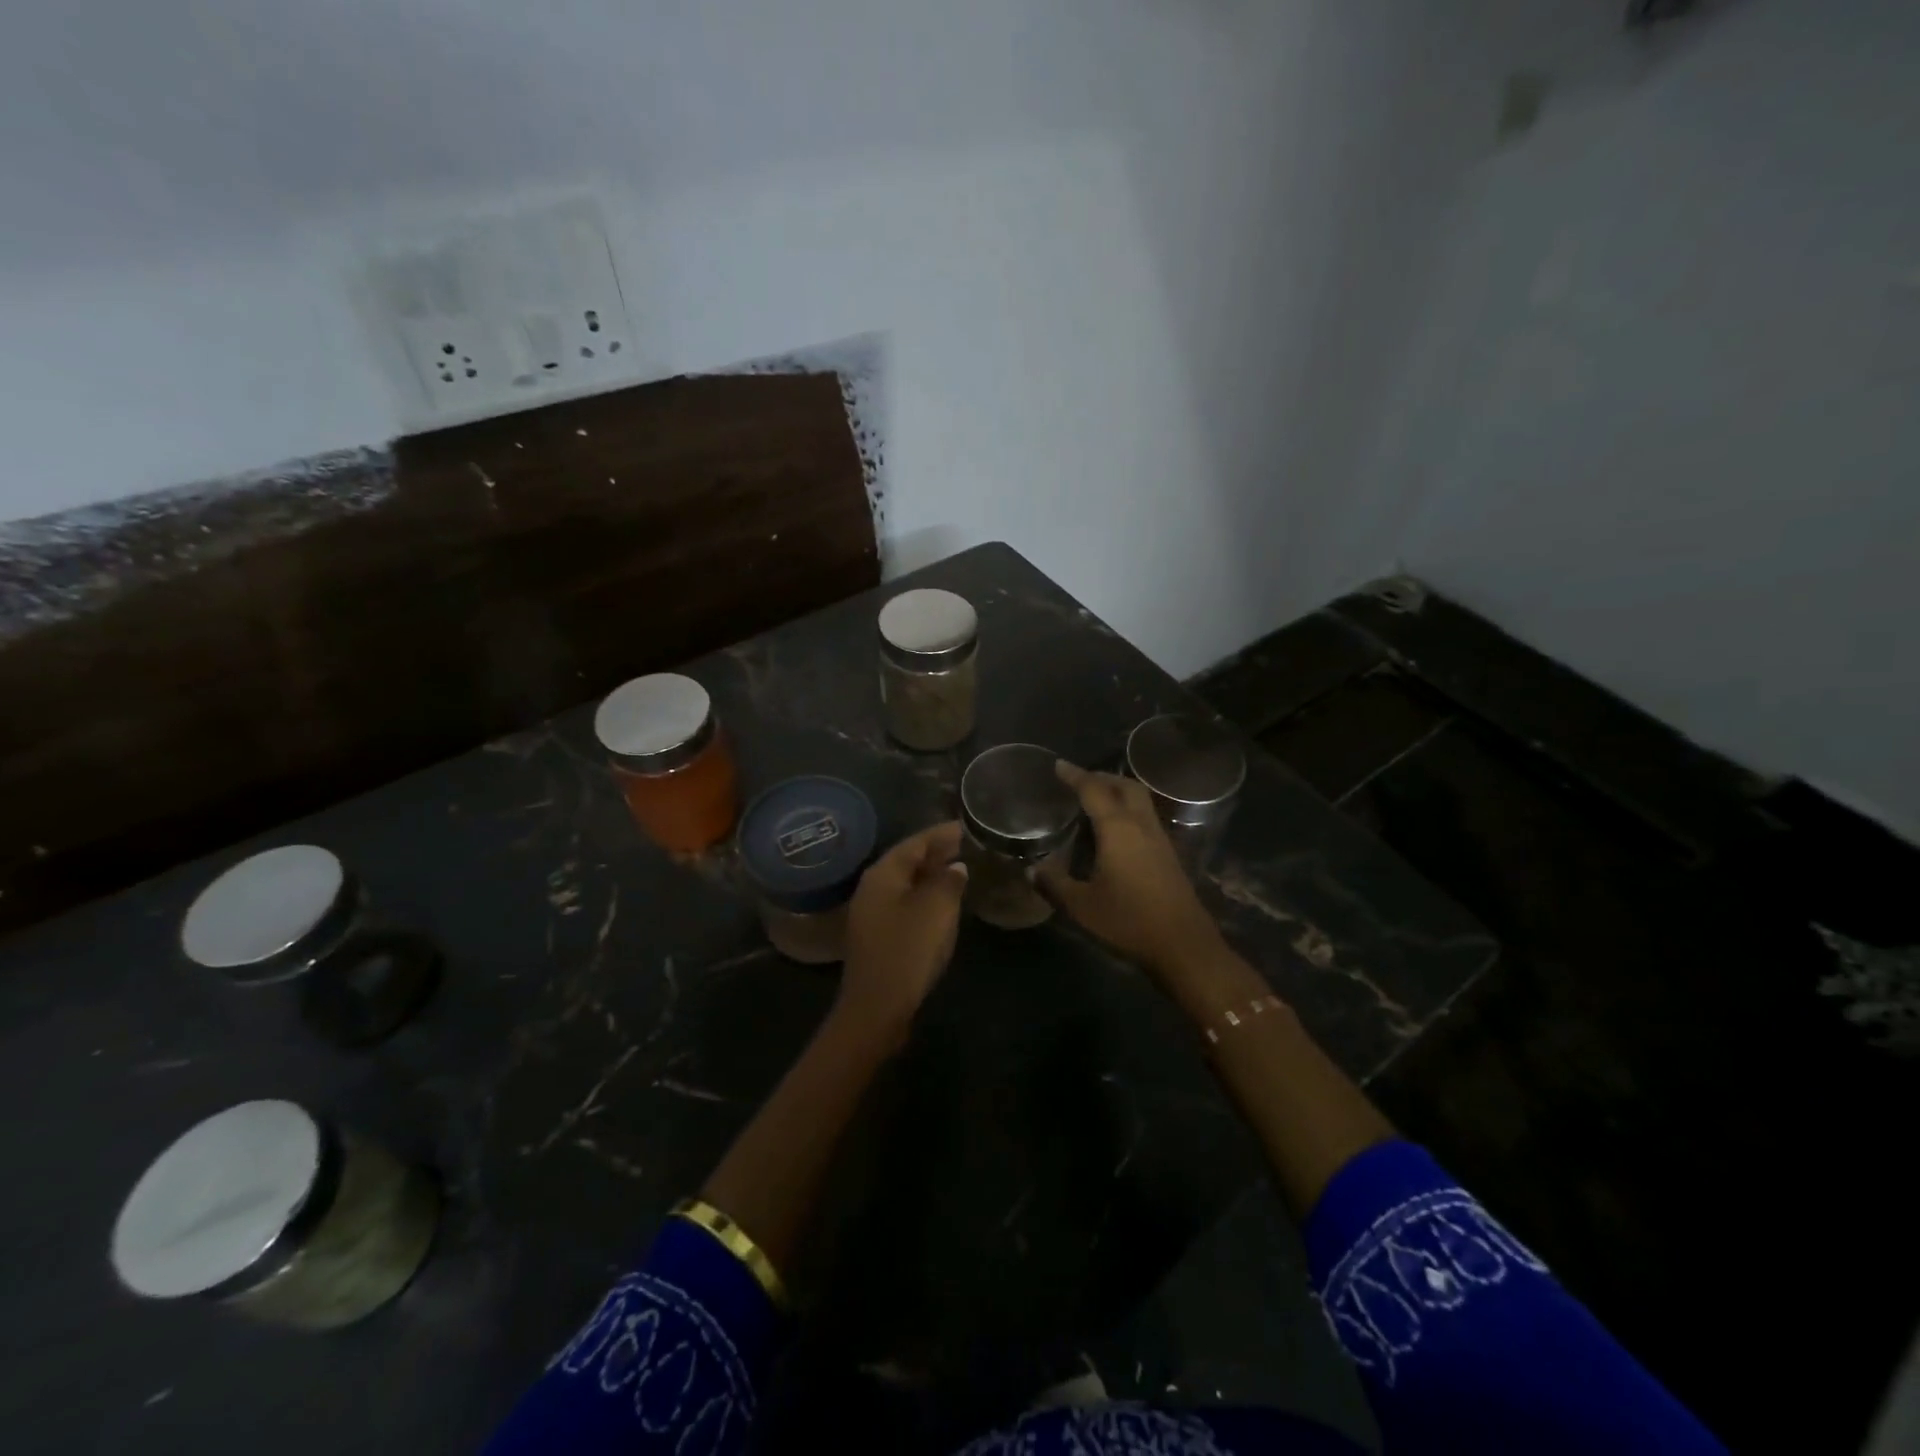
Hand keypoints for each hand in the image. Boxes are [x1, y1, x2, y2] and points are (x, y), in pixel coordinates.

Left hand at [837, 821, 968, 1040]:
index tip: (967, 826)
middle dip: (937, 852)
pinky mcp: (878, 935)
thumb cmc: (908, 951)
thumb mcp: (936, 910)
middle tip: (969, 846)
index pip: (915, 842)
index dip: (942, 833)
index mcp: (883, 874)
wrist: (877, 1008)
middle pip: (908, 860)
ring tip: (962, 869)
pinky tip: (944, 903)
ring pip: (907, 883)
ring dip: (932, 875)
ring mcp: (872, 913)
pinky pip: (905, 903)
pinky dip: (926, 896)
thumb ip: (949, 881)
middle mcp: (873, 887)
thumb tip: (956, 866)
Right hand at [1036, 762, 1227, 980]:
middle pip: (1124, 786)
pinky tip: (1115, 830)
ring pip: (1139, 800)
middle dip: (1101, 777)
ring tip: (1095, 800)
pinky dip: (1128, 810)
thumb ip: (1054, 884)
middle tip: (1078, 780)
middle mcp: (1140, 825)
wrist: (1183, 945)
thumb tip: (1031, 870)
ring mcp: (1159, 838)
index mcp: (1117, 829)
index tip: (1058, 765)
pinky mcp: (1168, 854)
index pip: (1094, 790)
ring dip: (1118, 791)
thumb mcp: (1081, 906)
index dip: (1074, 775)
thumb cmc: (1128, 921)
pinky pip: (1145, 817)